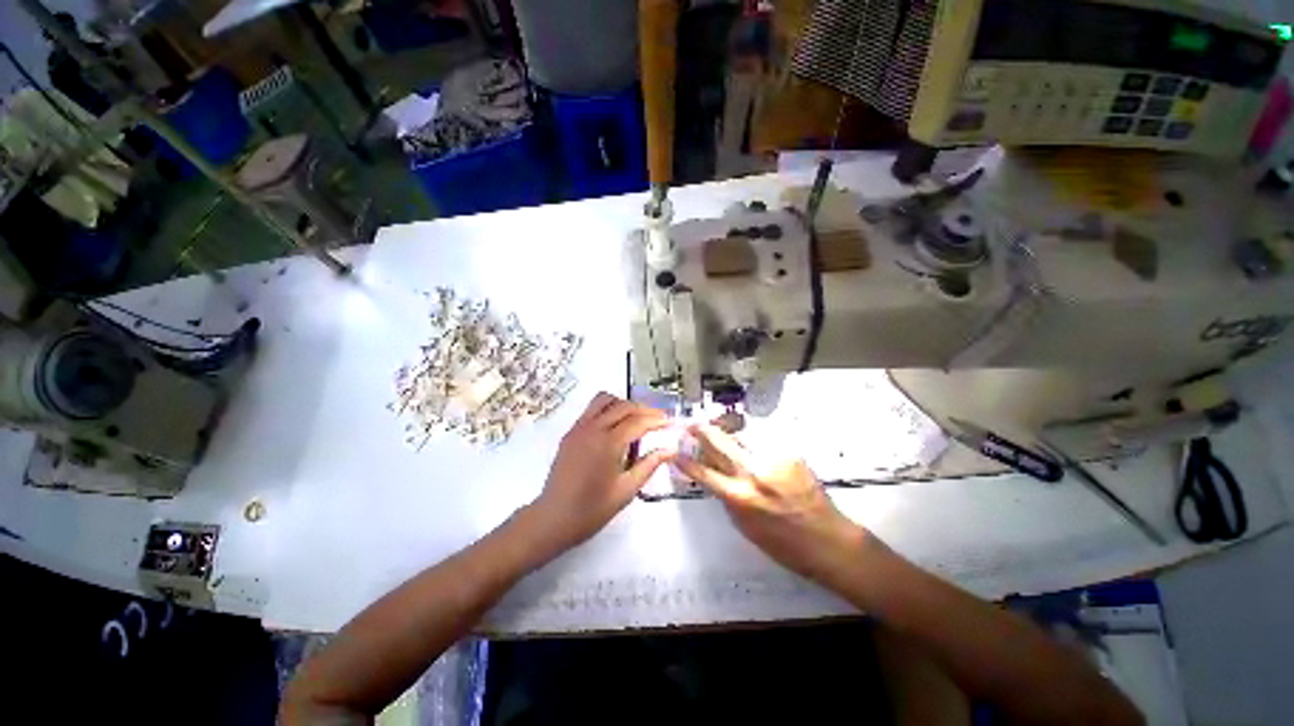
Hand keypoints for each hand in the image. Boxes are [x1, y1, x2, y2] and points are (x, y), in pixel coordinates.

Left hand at [525, 393, 671, 553]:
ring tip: (636, 420)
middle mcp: (592, 429)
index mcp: (607, 443)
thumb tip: (669, 450)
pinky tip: (615, 428)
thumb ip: (649, 465)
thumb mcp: (626, 490)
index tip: (670, 422)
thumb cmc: (592, 509)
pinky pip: (591, 410)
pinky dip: (608, 410)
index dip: (656, 420)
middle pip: (623, 406)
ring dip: (623, 405)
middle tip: (658, 420)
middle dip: (644, 409)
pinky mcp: (570, 433)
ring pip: (604, 400)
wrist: (553, 519)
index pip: (637, 421)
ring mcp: (578, 428)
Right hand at [676, 424, 872, 581]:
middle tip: (693, 424)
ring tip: (719, 427)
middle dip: (702, 430)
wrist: (827, 540)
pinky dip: (752, 438)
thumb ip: (726, 497)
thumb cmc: (783, 543)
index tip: (675, 452)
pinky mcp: (790, 452)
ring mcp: (773, 459)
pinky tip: (750, 440)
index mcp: (739, 497)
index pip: (703, 472)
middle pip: (719, 441)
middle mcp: (754, 473)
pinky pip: (763, 438)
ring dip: (726, 429)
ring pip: (741, 433)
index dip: (686, 460)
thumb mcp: (744, 526)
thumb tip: (712, 474)